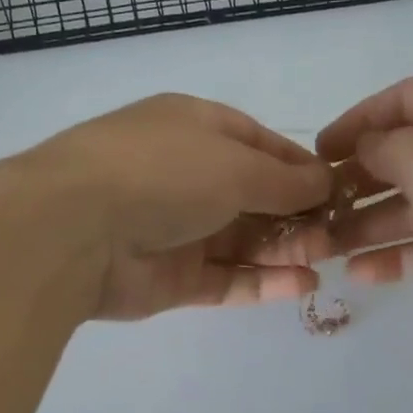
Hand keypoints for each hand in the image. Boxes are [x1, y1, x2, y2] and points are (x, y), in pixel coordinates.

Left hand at [28, 94, 333, 320]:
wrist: (74, 230)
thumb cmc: (163, 173)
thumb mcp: (236, 164)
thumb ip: (286, 179)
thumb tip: (326, 181)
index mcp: (194, 128)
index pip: (259, 144)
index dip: (300, 166)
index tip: (338, 187)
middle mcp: (186, 175)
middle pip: (255, 196)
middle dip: (298, 213)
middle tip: (337, 232)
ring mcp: (177, 229)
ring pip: (244, 241)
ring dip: (286, 247)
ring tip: (325, 256)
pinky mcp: (172, 278)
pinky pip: (227, 279)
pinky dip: (263, 282)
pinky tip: (302, 284)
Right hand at [314, 75, 412, 412]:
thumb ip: (388, 146)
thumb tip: (370, 145)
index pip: (409, 96)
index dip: (361, 117)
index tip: (320, 150)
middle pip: (409, 152)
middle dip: (359, 176)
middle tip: (317, 203)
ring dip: (367, 222)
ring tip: (323, 246)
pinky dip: (395, 254)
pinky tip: (357, 273)